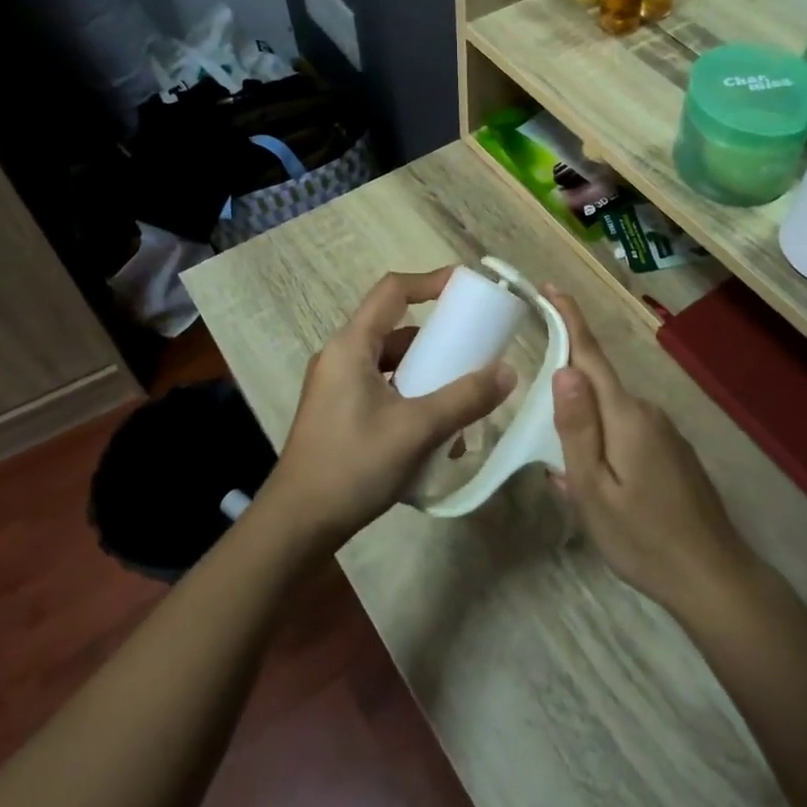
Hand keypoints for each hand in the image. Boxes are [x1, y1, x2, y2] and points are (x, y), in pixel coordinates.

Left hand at [262, 269, 516, 550]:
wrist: (298, 525)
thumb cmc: (353, 466)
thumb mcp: (416, 429)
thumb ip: (464, 398)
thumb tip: (508, 372)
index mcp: (351, 346)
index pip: (392, 291)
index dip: (430, 281)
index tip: (466, 286)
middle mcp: (340, 358)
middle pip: (395, 330)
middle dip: (437, 340)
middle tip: (473, 350)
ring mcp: (337, 388)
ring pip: (391, 365)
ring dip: (427, 376)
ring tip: (462, 402)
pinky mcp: (339, 414)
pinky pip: (383, 391)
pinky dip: (412, 399)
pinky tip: (437, 435)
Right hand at [544, 289, 754, 615]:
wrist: (714, 577)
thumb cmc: (643, 538)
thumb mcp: (594, 490)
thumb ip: (577, 427)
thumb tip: (563, 369)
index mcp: (624, 415)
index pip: (590, 354)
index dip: (570, 318)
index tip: (551, 287)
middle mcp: (647, 411)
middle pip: (597, 388)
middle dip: (568, 403)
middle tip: (552, 453)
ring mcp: (665, 431)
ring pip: (611, 417)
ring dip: (589, 436)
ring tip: (579, 488)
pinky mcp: (674, 451)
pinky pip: (629, 436)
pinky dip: (609, 452)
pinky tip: (609, 494)